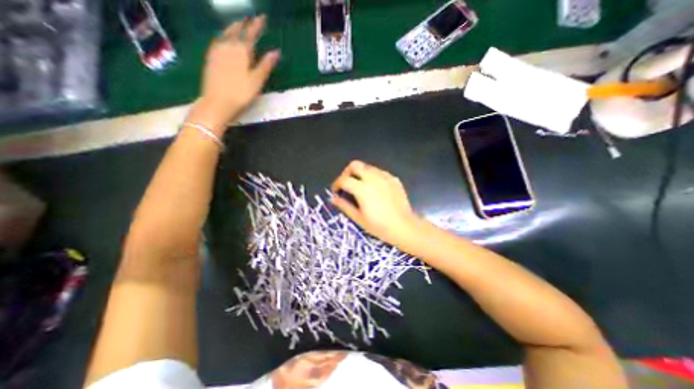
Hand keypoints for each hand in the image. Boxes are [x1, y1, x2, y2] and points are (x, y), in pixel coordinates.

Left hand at [189, 15, 278, 131]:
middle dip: (244, 24)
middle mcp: (227, 47)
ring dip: (232, 27)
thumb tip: (276, 52)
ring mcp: (217, 52)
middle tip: (250, 18)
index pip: (250, 34)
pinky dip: (222, 35)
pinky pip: (217, 41)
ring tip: (238, 24)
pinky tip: (223, 38)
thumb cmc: (240, 94)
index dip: (257, 25)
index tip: (262, 17)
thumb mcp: (257, 81)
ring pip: (225, 34)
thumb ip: (265, 65)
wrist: (217, 103)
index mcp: (241, 52)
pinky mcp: (210, 59)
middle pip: (236, 31)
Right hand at [332, 159, 423, 245]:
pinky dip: (372, 176)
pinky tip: (374, 188)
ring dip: (360, 173)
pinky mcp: (393, 179)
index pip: (344, 179)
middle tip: (346, 183)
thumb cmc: (379, 226)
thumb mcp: (358, 218)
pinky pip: (379, 172)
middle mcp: (372, 178)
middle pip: (355, 165)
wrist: (404, 227)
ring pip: (367, 167)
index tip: (336, 191)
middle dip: (347, 172)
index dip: (336, 184)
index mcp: (362, 188)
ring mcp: (385, 177)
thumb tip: (333, 199)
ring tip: (360, 186)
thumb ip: (344, 206)